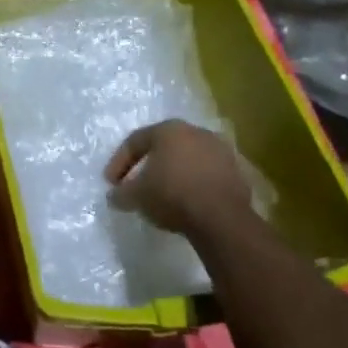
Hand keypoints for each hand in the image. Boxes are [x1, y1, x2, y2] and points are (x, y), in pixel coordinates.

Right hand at [104, 119, 256, 237]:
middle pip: (164, 147)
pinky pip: (206, 174)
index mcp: (168, 130)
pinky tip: (187, 202)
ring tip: (162, 195)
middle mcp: (196, 132)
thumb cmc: (172, 195)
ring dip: (173, 174)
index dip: (119, 162)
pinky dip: (193, 184)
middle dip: (147, 166)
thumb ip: (121, 193)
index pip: (135, 141)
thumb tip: (114, 196)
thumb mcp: (136, 196)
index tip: (111, 183)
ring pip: (187, 159)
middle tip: (135, 185)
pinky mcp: (236, 171)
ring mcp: (220, 150)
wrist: (221, 217)